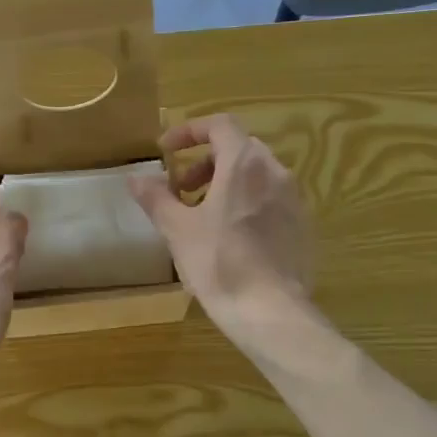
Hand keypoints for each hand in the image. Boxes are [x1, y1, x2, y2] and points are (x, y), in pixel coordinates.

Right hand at [129, 115, 312, 348]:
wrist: (271, 311)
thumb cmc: (220, 264)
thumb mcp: (178, 230)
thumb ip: (156, 198)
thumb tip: (135, 178)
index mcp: (244, 164)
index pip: (219, 125)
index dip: (189, 132)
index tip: (165, 151)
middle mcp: (275, 172)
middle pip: (238, 149)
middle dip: (204, 163)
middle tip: (180, 190)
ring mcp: (294, 199)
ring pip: (255, 175)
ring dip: (224, 183)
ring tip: (201, 216)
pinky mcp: (301, 225)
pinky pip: (269, 199)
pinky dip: (245, 202)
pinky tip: (229, 237)